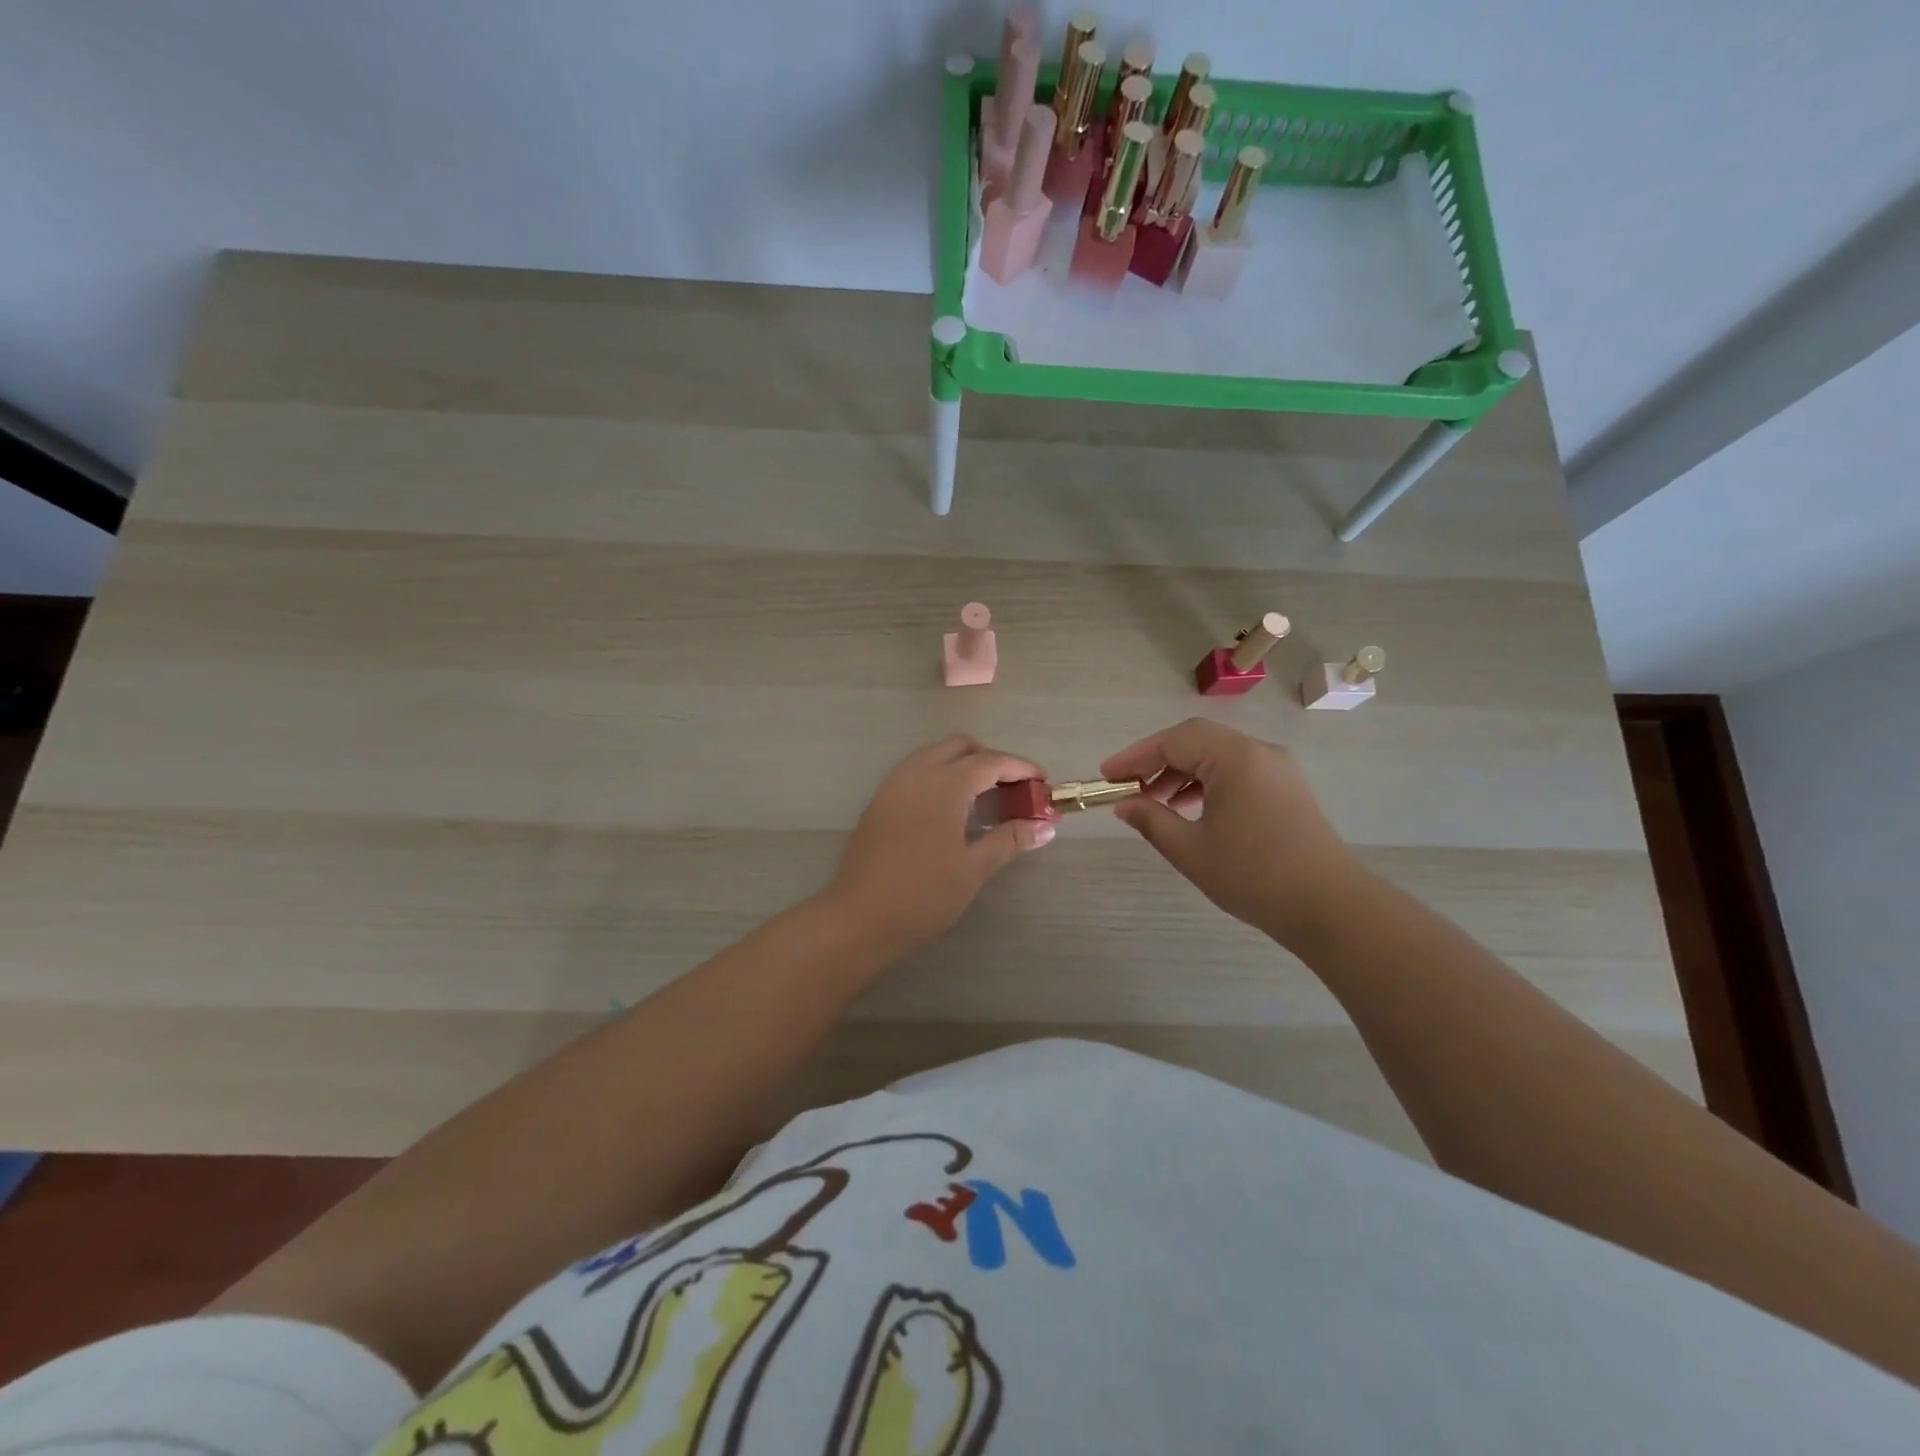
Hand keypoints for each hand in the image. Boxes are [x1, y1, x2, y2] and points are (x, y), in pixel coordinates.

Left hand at [827, 735, 1055, 955]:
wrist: (859, 918)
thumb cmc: (922, 895)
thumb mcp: (973, 869)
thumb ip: (1009, 840)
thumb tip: (1045, 827)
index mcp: (943, 785)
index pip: (990, 761)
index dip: (1020, 768)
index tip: (1043, 782)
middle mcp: (916, 774)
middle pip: (960, 747)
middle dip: (991, 759)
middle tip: (1013, 789)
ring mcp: (893, 785)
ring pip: (934, 754)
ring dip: (963, 765)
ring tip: (984, 798)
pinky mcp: (879, 801)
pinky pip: (915, 771)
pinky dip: (940, 776)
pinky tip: (950, 810)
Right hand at [1101, 718, 1360, 947]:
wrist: (1330, 907)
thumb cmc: (1254, 876)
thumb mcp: (1190, 850)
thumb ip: (1151, 820)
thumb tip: (1125, 804)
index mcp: (1235, 758)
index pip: (1174, 741)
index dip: (1135, 756)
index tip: (1106, 777)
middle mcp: (1258, 751)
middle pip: (1196, 740)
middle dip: (1157, 760)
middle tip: (1128, 787)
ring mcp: (1277, 768)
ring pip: (1217, 755)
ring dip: (1181, 772)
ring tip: (1156, 804)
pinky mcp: (1286, 788)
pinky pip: (1236, 770)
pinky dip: (1206, 782)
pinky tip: (1191, 810)